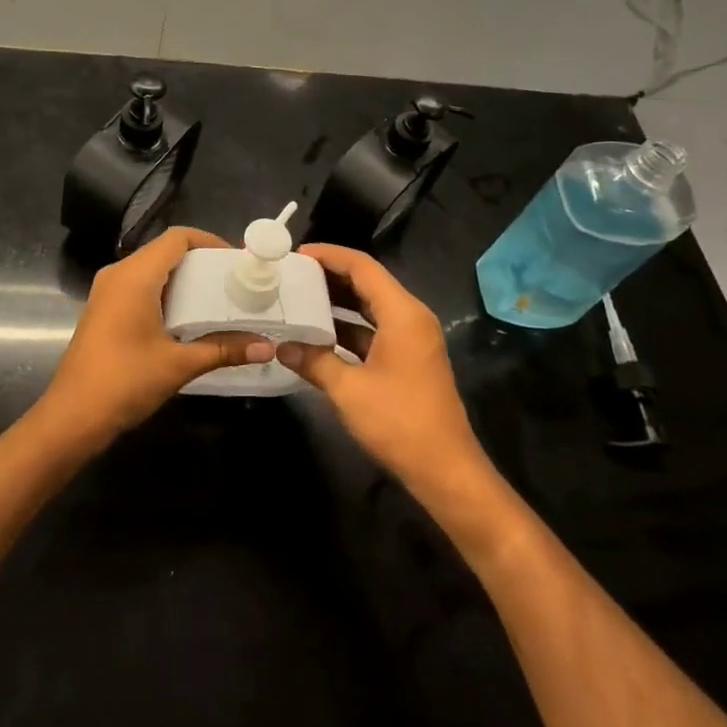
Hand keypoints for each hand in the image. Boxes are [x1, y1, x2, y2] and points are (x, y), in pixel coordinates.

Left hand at [38, 227, 272, 451]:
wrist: (72, 416)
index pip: (177, 238)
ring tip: (217, 298)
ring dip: (183, 278)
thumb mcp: (179, 365)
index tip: (236, 261)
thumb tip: (266, 346)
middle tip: (233, 281)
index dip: (209, 241)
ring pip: (151, 269)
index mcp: (135, 275)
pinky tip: (186, 318)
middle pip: (164, 251)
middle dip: (200, 262)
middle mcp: (118, 274)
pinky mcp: (103, 309)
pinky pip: (138, 286)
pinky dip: (165, 292)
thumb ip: (223, 349)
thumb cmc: (125, 381)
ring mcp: (107, 291)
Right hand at [276, 243, 493, 502]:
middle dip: (331, 275)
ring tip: (300, 297)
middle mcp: (411, 317)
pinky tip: (320, 334)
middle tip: (292, 275)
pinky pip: (376, 327)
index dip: (329, 256)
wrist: (446, 471)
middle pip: (368, 281)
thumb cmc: (399, 423)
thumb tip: (281, 345)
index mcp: (402, 313)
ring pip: (371, 305)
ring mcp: (413, 338)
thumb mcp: (348, 390)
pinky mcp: (410, 357)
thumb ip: (313, 360)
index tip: (296, 255)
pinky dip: (349, 325)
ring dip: (339, 301)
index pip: (362, 266)